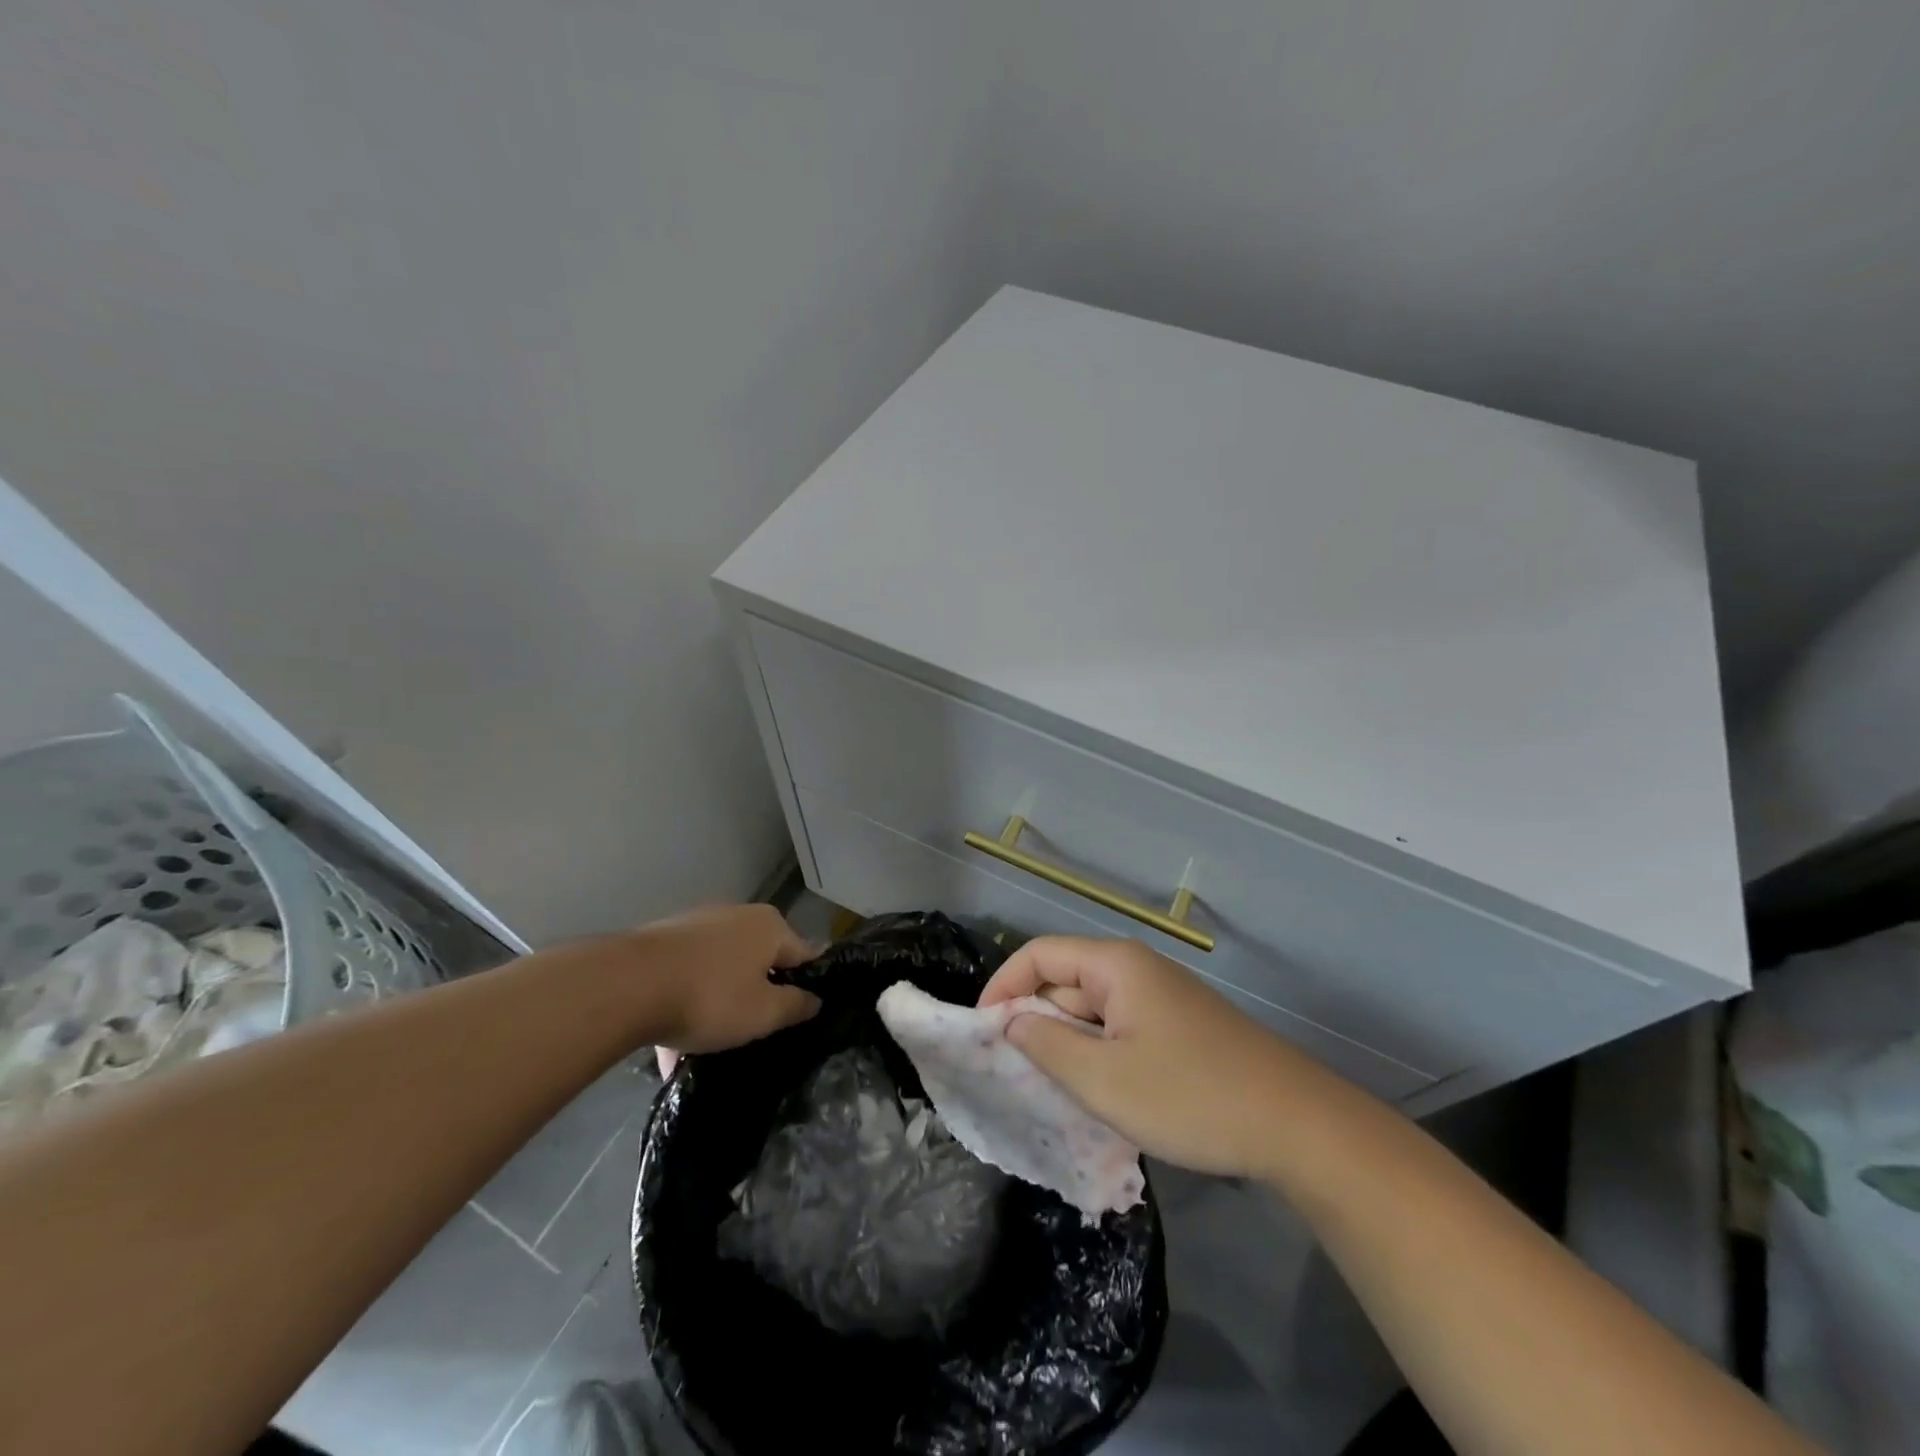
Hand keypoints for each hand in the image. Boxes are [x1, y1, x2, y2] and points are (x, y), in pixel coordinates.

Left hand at [621, 905, 819, 1056]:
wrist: (627, 986)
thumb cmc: (711, 997)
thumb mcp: (763, 1013)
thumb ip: (795, 1006)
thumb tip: (814, 999)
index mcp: (770, 926)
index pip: (803, 956)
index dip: (806, 987)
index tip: (800, 1018)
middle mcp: (738, 916)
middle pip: (759, 961)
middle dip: (757, 995)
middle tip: (754, 1034)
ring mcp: (697, 925)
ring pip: (720, 971)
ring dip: (718, 1004)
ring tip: (707, 1048)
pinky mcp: (662, 941)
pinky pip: (686, 977)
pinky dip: (685, 1004)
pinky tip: (670, 1049)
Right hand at [979, 936, 1313, 1178]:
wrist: (1297, 1125)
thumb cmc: (1190, 1096)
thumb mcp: (1103, 1079)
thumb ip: (1045, 1044)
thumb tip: (1010, 1021)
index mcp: (1115, 964)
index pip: (1040, 954)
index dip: (1003, 986)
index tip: (981, 1032)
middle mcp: (1136, 969)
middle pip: (1066, 980)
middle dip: (1034, 1020)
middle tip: (1011, 1071)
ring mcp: (1161, 999)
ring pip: (1093, 1010)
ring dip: (1066, 1043)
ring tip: (1048, 1089)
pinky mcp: (1179, 1028)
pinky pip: (1120, 1030)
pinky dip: (1097, 1055)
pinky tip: (1097, 1094)